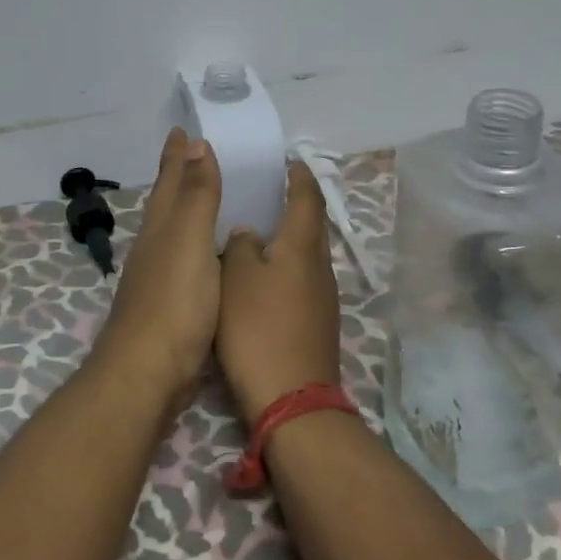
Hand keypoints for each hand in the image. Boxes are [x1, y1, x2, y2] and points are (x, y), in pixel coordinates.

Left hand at [95, 127, 222, 412]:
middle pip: (165, 203)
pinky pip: (183, 261)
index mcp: (160, 229)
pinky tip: (202, 258)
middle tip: (189, 154)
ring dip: (183, 211)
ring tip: (199, 199)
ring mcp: (156, 279)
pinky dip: (194, 247)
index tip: (181, 129)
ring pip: (171, 232)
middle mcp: (154, 248)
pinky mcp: (167, 307)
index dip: (177, 156)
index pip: (170, 182)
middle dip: (176, 178)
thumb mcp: (190, 241)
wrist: (147, 373)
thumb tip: (195, 144)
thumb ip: (197, 196)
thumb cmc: (174, 303)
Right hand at [217, 160, 342, 421]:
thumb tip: (249, 233)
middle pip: (313, 225)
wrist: (291, 397)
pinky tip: (266, 277)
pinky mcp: (318, 322)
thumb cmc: (258, 328)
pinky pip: (304, 279)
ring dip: (291, 238)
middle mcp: (319, 266)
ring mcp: (324, 297)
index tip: (289, 162)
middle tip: (271, 193)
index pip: (307, 198)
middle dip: (297, 205)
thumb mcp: (236, 278)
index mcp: (301, 246)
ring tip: (262, 231)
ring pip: (308, 255)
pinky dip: (288, 267)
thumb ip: (240, 247)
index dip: (299, 177)